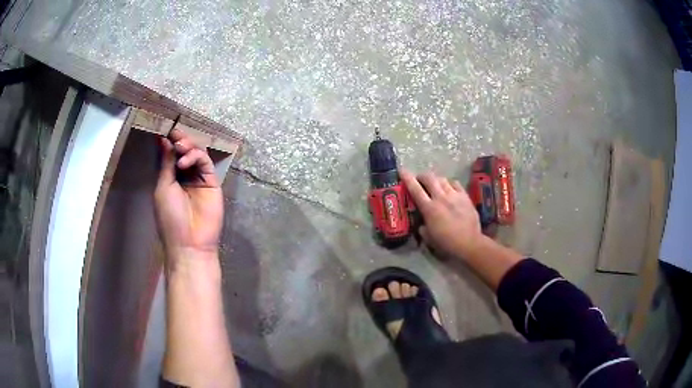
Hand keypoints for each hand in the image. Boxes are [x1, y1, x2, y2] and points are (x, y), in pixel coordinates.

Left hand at [154, 129, 222, 258]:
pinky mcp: (212, 182)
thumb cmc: (170, 218)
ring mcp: (199, 179)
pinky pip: (206, 163)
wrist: (190, 242)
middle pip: (185, 151)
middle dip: (180, 141)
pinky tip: (185, 162)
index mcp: (170, 179)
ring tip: (180, 148)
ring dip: (188, 146)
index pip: (171, 155)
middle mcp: (185, 176)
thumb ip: (166, 164)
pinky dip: (196, 157)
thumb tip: (164, 140)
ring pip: (196, 153)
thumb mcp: (163, 188)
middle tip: (176, 135)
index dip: (170, 143)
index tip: (167, 131)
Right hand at [401, 169, 483, 258]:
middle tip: (419, 180)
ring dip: (435, 180)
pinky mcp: (465, 196)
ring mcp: (454, 195)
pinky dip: (449, 183)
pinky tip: (449, 188)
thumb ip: (422, 228)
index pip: (415, 189)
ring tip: (435, 184)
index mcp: (429, 208)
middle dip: (422, 176)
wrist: (469, 243)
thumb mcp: (428, 238)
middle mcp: (441, 197)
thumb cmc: (447, 243)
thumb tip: (421, 223)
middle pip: (429, 178)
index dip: (407, 178)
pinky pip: (455, 183)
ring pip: (442, 179)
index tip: (401, 171)